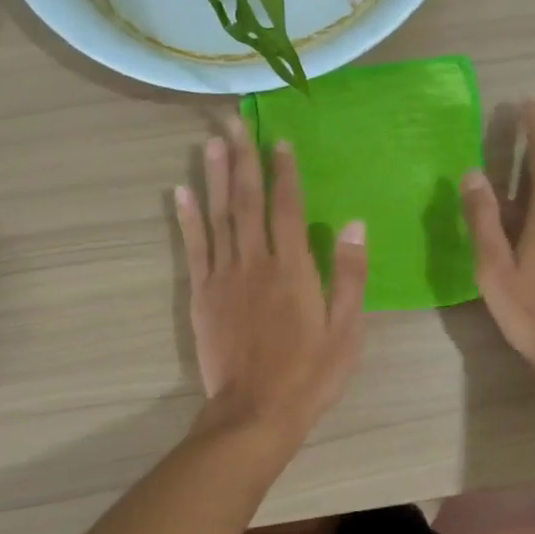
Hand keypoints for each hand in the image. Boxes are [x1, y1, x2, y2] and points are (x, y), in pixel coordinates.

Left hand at [176, 118, 367, 440]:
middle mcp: (255, 262)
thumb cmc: (310, 374)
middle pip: (247, 201)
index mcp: (293, 269)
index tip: (279, 140)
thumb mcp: (346, 329)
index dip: (284, 171)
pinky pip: (193, 248)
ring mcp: (223, 277)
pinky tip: (181, 191)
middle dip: (242, 158)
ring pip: (218, 216)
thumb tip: (353, 224)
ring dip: (215, 176)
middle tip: (232, 120)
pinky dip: (187, 218)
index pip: (287, 207)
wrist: (256, 413)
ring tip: (211, 142)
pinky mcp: (202, 295)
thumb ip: (350, 275)